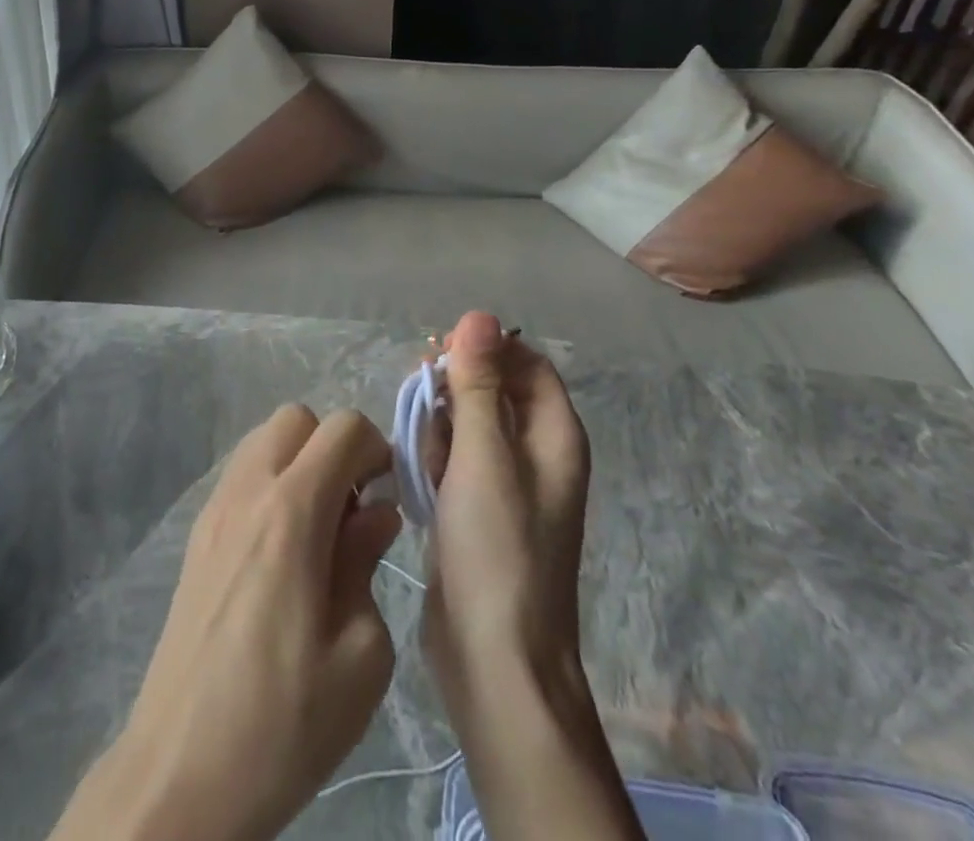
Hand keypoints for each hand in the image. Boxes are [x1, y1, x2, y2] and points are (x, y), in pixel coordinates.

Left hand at [50, 405, 401, 840]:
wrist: (180, 772)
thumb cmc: (283, 721)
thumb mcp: (360, 655)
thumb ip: (367, 562)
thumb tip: (377, 512)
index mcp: (291, 512)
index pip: (343, 427)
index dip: (377, 449)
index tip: (388, 497)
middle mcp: (247, 491)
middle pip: (297, 419)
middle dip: (334, 447)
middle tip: (351, 510)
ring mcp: (213, 509)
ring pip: (263, 441)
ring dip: (299, 463)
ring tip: (317, 532)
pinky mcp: (196, 535)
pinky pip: (241, 476)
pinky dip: (270, 485)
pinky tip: (281, 553)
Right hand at [425, 310, 590, 692]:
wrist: (493, 658)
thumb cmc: (496, 548)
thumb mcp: (483, 455)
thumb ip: (479, 383)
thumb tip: (479, 315)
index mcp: (555, 435)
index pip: (527, 363)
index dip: (486, 348)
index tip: (439, 353)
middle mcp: (537, 454)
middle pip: (495, 389)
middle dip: (455, 387)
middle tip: (420, 397)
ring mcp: (508, 484)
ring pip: (470, 424)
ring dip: (440, 424)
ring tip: (421, 450)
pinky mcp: (479, 508)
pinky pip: (457, 459)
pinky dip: (436, 457)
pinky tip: (419, 476)